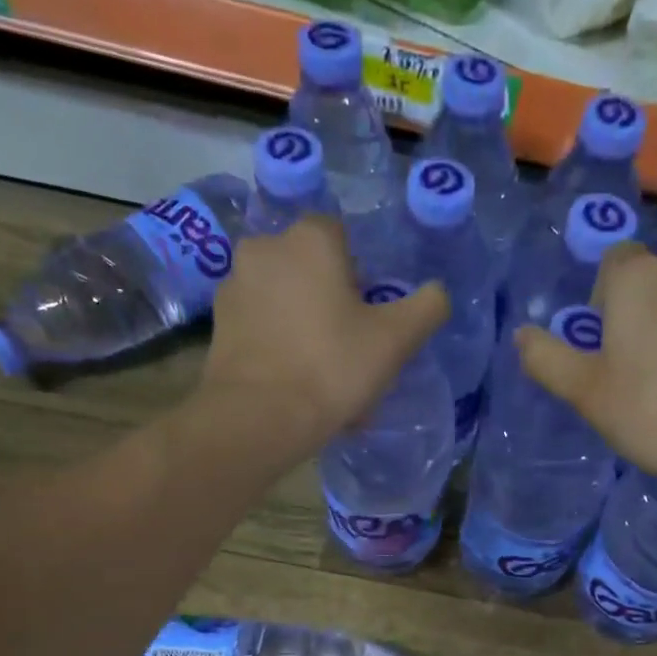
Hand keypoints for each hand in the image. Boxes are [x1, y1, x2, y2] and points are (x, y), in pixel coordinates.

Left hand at [201, 215, 448, 450]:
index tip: (369, 317)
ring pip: (286, 302)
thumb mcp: (396, 339)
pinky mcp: (219, 326)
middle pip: (311, 271)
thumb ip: (427, 306)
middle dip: (331, 305)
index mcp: (309, 239)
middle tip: (351, 352)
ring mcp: (235, 286)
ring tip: (324, 380)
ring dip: (306, 329)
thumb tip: (438, 293)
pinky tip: (296, 388)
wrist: (259, 417)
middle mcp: (265, 248)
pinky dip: (280, 349)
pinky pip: (263, 329)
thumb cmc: (332, 367)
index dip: (361, 278)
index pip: (342, 238)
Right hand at [514, 245, 656, 509]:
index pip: (613, 262)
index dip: (601, 300)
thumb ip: (547, 358)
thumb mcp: (584, 391)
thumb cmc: (650, 411)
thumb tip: (522, 335)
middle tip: (627, 370)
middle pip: (649, 283)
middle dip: (635, 315)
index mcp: (639, 277)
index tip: (600, 344)